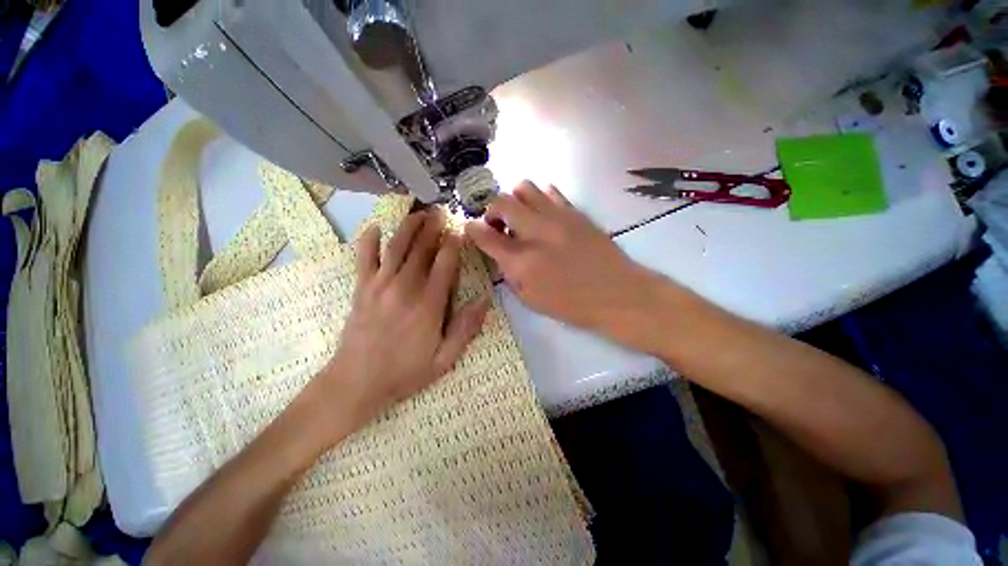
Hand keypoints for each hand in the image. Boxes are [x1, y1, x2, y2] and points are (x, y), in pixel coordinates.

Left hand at [312, 210, 489, 442]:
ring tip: (419, 213)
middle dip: (433, 228)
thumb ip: (466, 328)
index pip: (445, 264)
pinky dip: (368, 240)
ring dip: (409, 227)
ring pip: (396, 247)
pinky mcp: (361, 288)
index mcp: (428, 304)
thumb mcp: (444, 359)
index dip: (453, 244)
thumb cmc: (405, 372)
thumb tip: (484, 299)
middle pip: (421, 249)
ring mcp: (380, 285)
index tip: (458, 230)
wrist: (356, 382)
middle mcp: (405, 287)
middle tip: (441, 211)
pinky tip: (375, 227)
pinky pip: (364, 258)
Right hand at [465, 181, 664, 338]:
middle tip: (499, 225)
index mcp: (522, 261)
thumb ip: (510, 274)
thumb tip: (501, 254)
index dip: (472, 230)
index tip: (471, 229)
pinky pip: (550, 191)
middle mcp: (536, 232)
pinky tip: (543, 215)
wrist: (618, 294)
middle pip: (501, 202)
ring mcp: (558, 217)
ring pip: (525, 187)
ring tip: (521, 218)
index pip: (485, 236)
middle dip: (492, 211)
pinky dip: (539, 199)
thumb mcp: (532, 300)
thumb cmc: (573, 305)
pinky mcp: (575, 211)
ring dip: (515, 200)